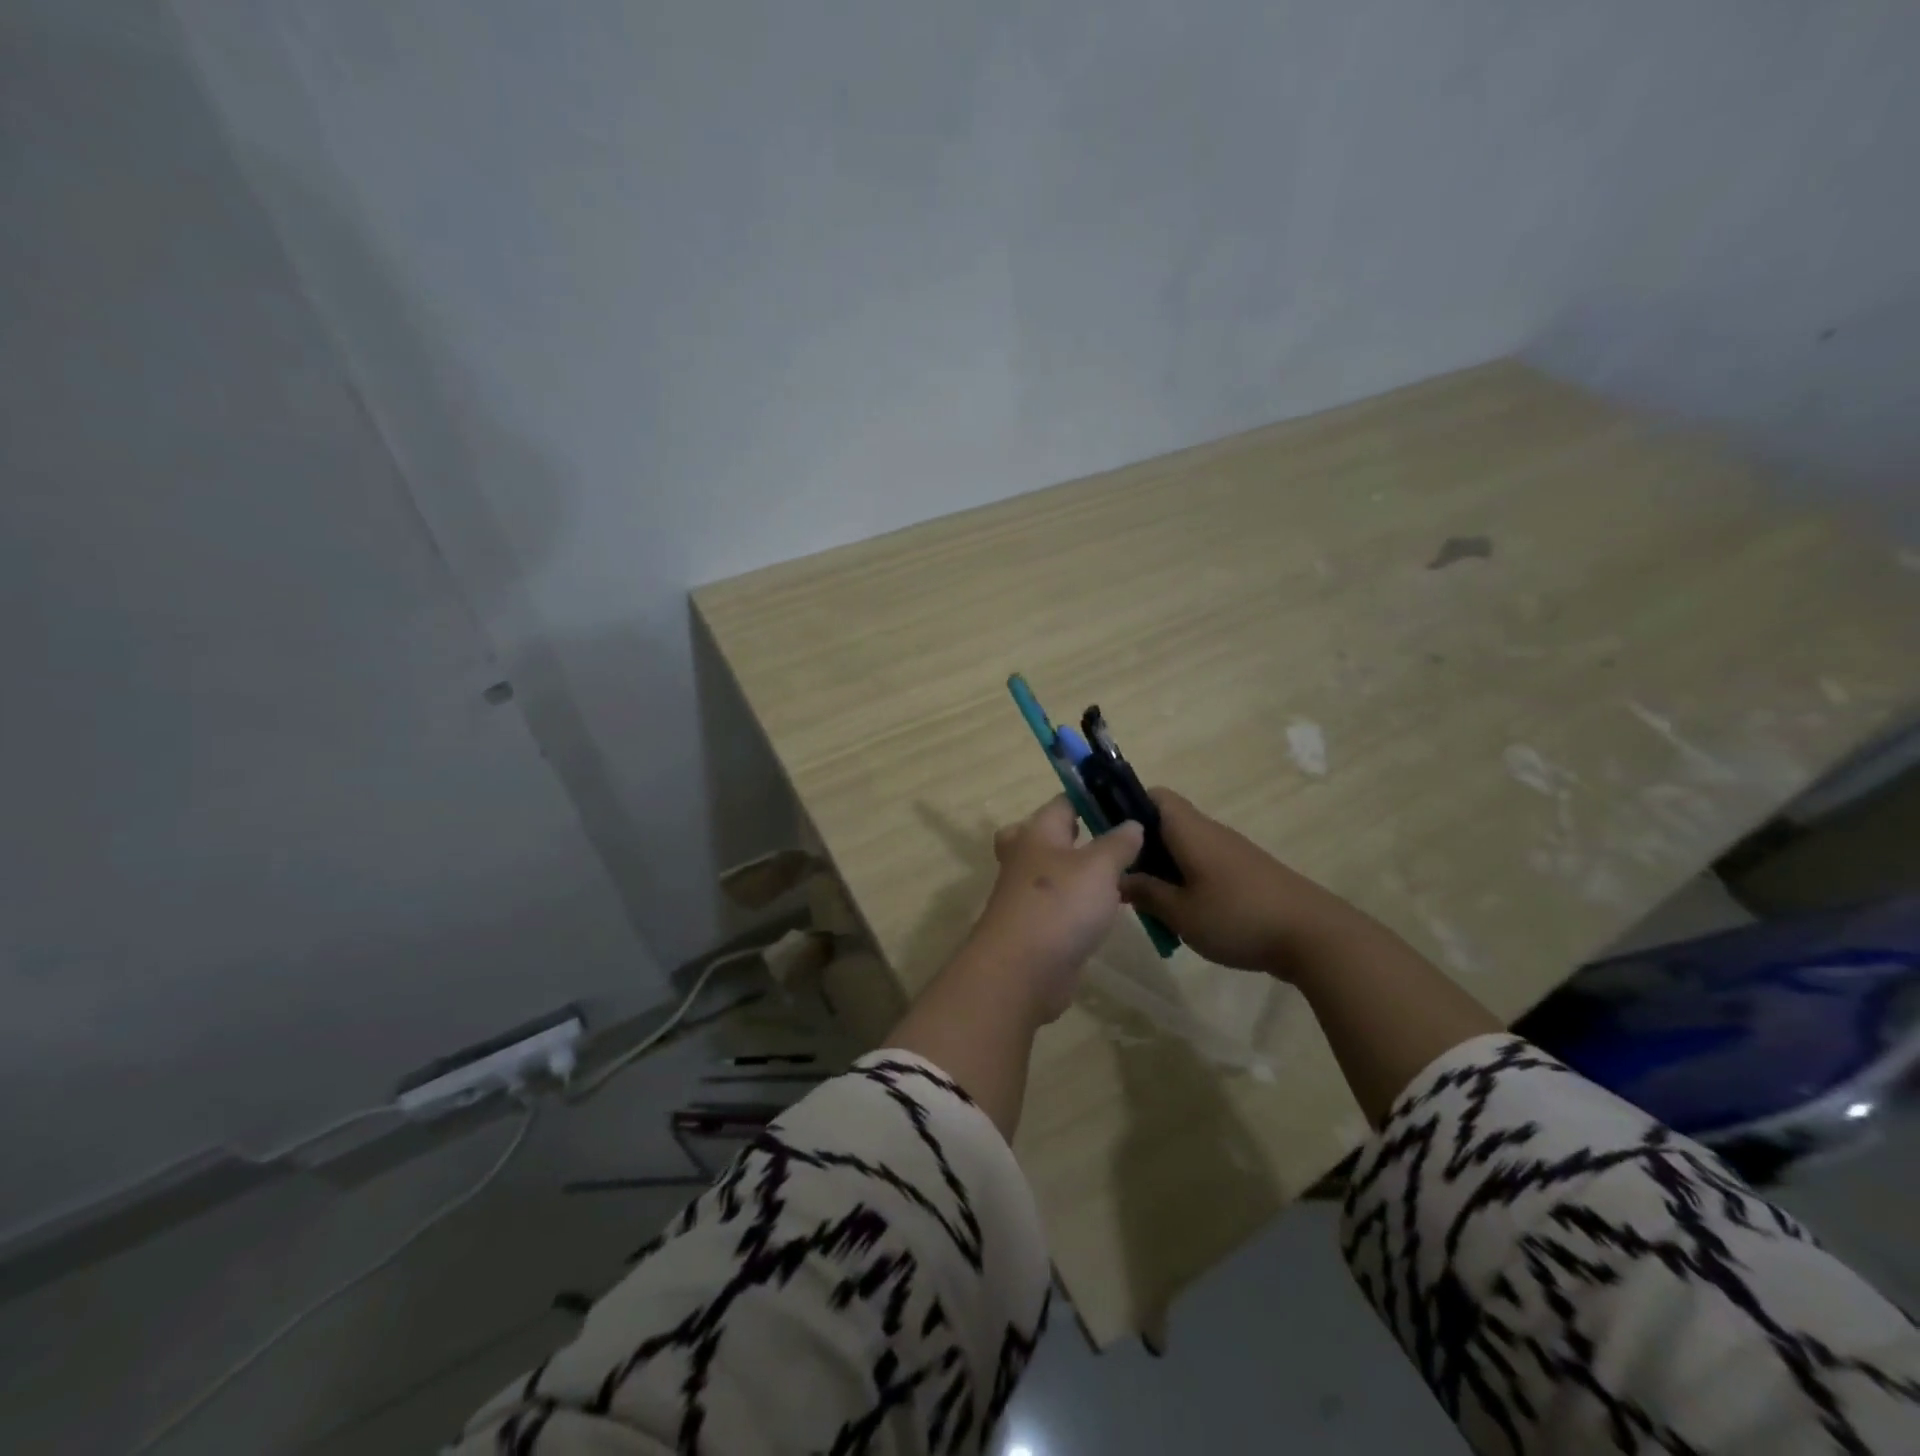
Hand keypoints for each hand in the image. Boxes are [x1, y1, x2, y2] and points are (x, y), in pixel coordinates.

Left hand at [963, 796, 1144, 1023]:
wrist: (1021, 971)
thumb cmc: (1060, 905)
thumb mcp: (1099, 867)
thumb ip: (1118, 843)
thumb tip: (1132, 823)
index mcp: (1037, 832)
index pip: (1063, 802)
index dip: (1092, 798)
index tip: (1126, 804)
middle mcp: (1026, 857)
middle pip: (1047, 835)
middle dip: (1075, 834)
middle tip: (1114, 838)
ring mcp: (1026, 893)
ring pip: (1053, 871)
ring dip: (1080, 871)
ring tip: (1122, 873)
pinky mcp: (1033, 925)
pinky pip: (1058, 903)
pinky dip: (1078, 902)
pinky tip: (1105, 909)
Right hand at [1120, 788, 1347, 980]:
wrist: (1314, 936)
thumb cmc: (1238, 917)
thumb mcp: (1180, 912)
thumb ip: (1145, 892)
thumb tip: (1119, 877)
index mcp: (1189, 830)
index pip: (1153, 796)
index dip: (1127, 807)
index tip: (1109, 837)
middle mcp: (1210, 832)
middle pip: (1166, 823)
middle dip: (1141, 847)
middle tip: (1124, 879)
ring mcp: (1231, 852)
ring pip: (1185, 847)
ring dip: (1164, 869)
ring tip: (1150, 904)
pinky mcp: (1247, 873)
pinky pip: (1204, 865)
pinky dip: (1187, 881)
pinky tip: (1185, 916)